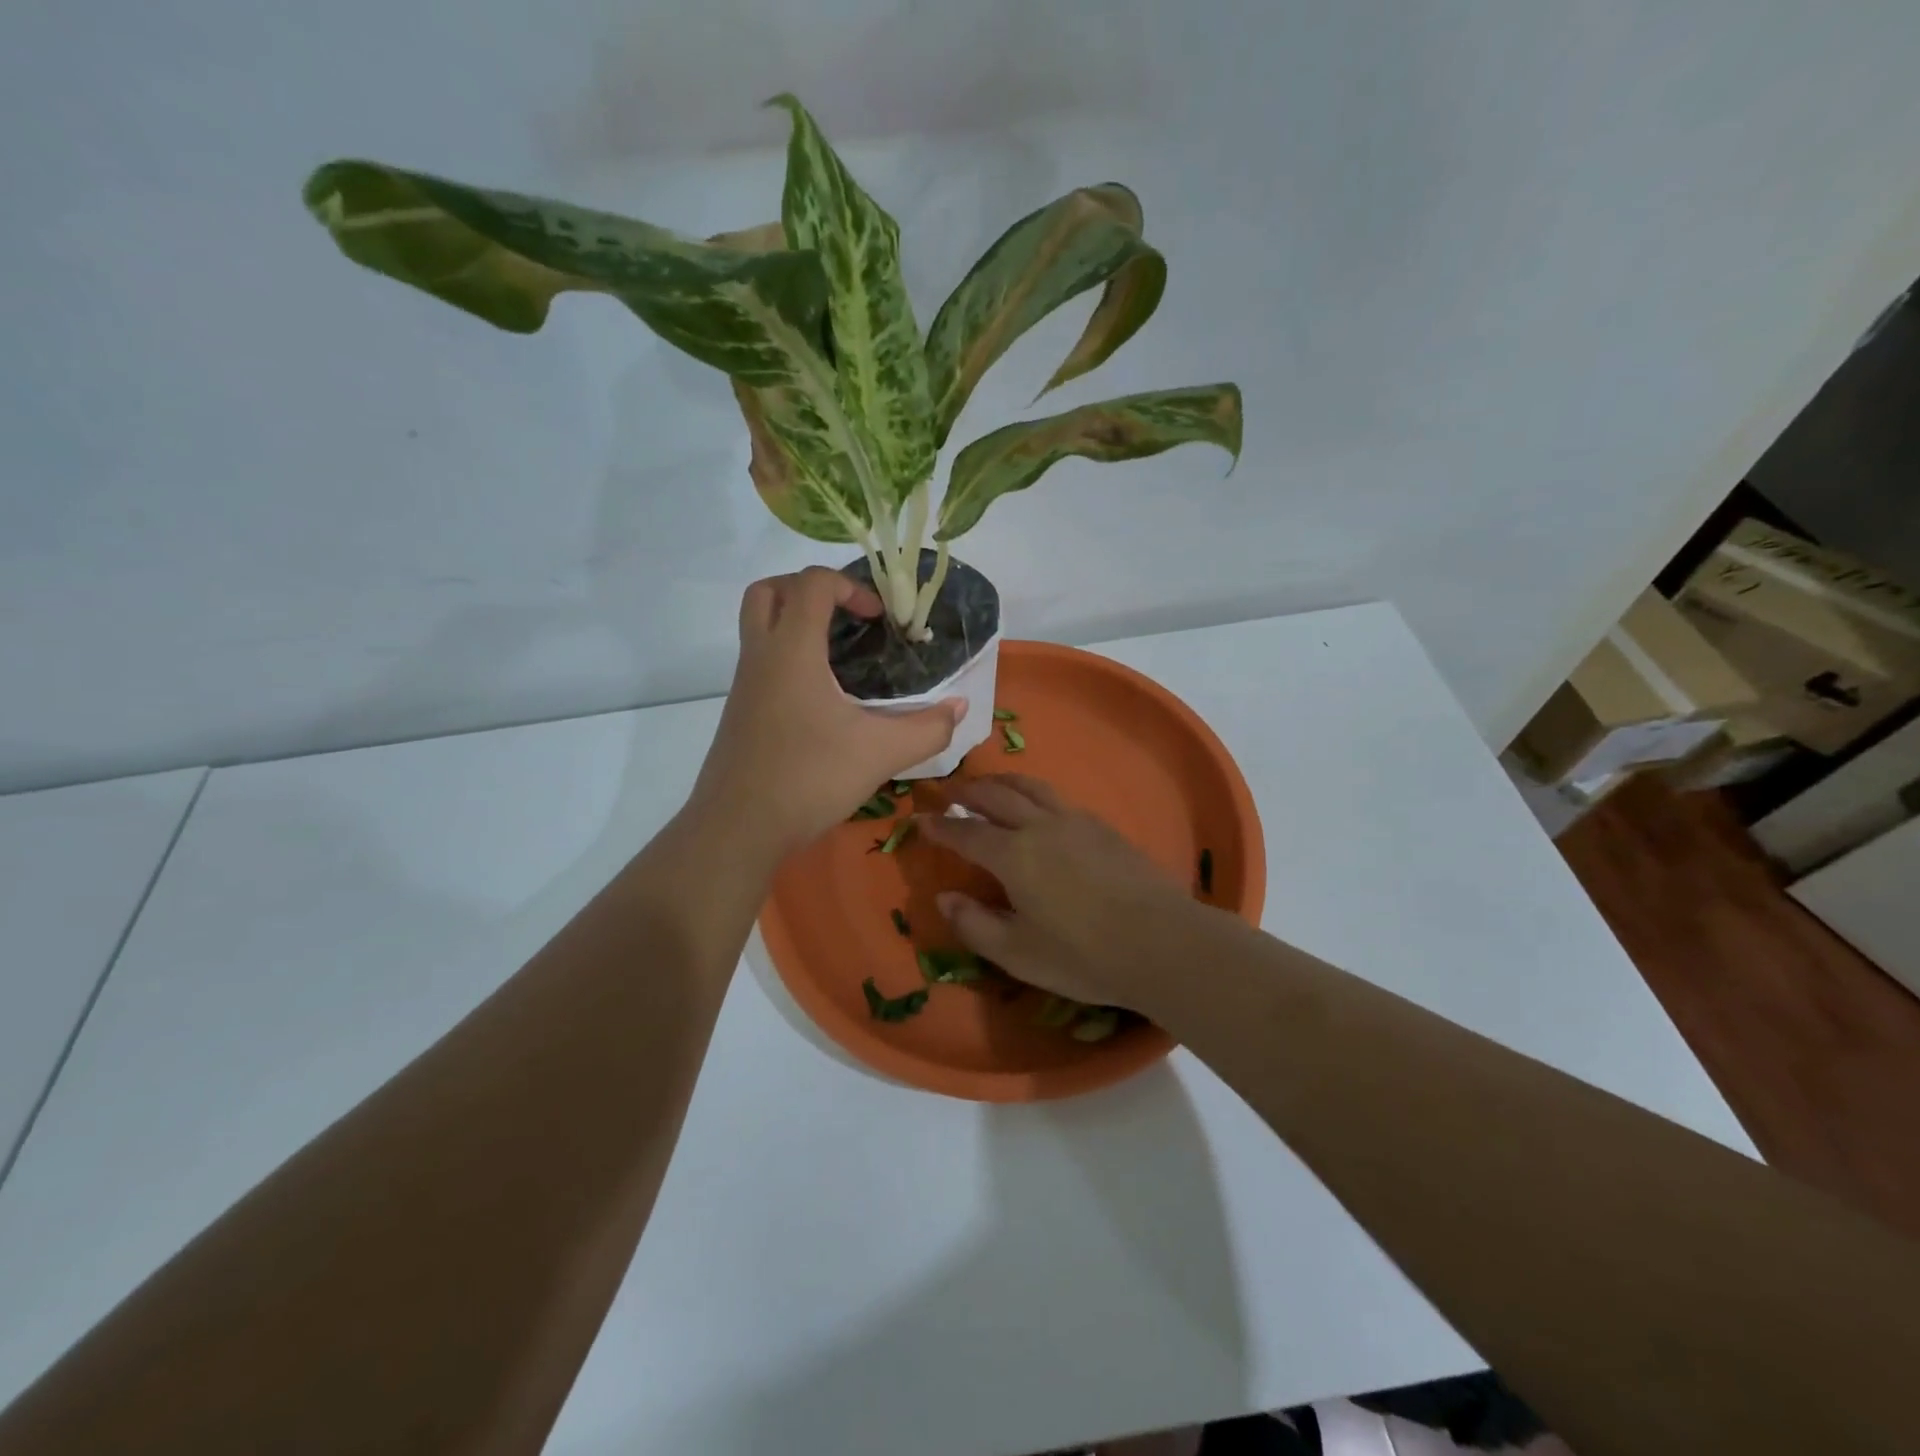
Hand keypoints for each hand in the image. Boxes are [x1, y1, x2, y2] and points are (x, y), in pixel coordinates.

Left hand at [689, 568, 964, 860]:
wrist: (738, 828)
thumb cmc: (809, 778)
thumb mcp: (881, 753)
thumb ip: (928, 728)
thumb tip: (959, 708)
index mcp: (792, 651)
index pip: (811, 584)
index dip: (850, 586)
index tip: (878, 618)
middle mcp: (761, 657)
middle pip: (768, 591)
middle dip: (807, 589)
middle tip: (844, 616)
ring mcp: (744, 686)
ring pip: (759, 627)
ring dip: (796, 624)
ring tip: (841, 656)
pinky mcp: (740, 713)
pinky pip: (761, 662)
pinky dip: (789, 658)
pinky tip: (823, 699)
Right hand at [917, 775, 1205, 1009]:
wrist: (1161, 942)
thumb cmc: (1082, 955)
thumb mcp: (1017, 953)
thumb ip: (974, 924)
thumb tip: (945, 897)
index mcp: (1013, 855)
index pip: (966, 833)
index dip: (940, 826)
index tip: (920, 819)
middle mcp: (1040, 827)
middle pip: (997, 797)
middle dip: (968, 792)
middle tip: (949, 792)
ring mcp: (1076, 822)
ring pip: (1031, 788)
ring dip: (1003, 783)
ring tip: (989, 785)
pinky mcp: (1104, 828)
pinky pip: (1059, 799)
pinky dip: (1035, 794)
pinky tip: (1040, 808)